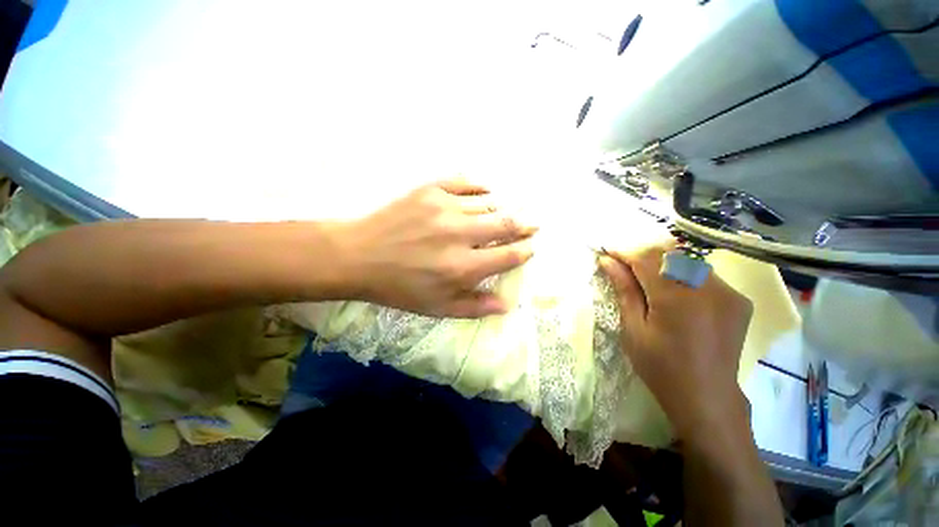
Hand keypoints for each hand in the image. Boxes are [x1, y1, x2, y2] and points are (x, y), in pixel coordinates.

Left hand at [338, 179, 536, 317]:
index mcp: (463, 267)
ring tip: (505, 214)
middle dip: (523, 225)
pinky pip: (466, 182)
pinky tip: (486, 192)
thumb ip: (475, 307)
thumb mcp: (437, 308)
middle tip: (531, 225)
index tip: (530, 247)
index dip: (524, 250)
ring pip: (489, 203)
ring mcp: (445, 207)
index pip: (508, 255)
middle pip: (505, 224)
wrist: (358, 256)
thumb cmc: (399, 287)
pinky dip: (481, 187)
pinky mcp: (430, 190)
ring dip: (502, 210)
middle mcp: (459, 235)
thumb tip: (507, 304)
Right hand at [598, 244, 752, 438]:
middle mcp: (708, 287)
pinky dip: (684, 276)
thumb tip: (607, 261)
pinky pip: (705, 276)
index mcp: (677, 297)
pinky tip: (675, 293)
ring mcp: (728, 292)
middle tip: (624, 267)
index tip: (607, 251)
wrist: (707, 397)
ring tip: (647, 280)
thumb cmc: (661, 366)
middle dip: (643, 256)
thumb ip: (624, 290)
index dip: (624, 251)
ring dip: (663, 265)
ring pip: (688, 262)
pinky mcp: (738, 300)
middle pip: (669, 254)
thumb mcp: (634, 329)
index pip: (646, 258)